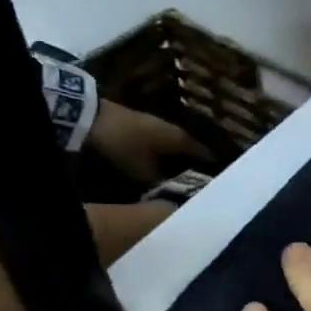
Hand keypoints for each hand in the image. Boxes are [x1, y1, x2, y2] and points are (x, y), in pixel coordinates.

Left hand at [86, 99, 208, 185]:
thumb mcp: (140, 170)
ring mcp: (159, 125)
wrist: (91, 117)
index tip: (220, 179)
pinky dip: (168, 153)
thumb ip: (159, 183)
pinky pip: (164, 143)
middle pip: (192, 149)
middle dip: (198, 163)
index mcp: (180, 139)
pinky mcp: (145, 126)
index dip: (212, 166)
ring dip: (181, 158)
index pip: (204, 154)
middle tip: (204, 179)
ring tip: (187, 173)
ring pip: (177, 146)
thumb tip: (172, 193)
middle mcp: (175, 130)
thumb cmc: (123, 144)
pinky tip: (166, 163)